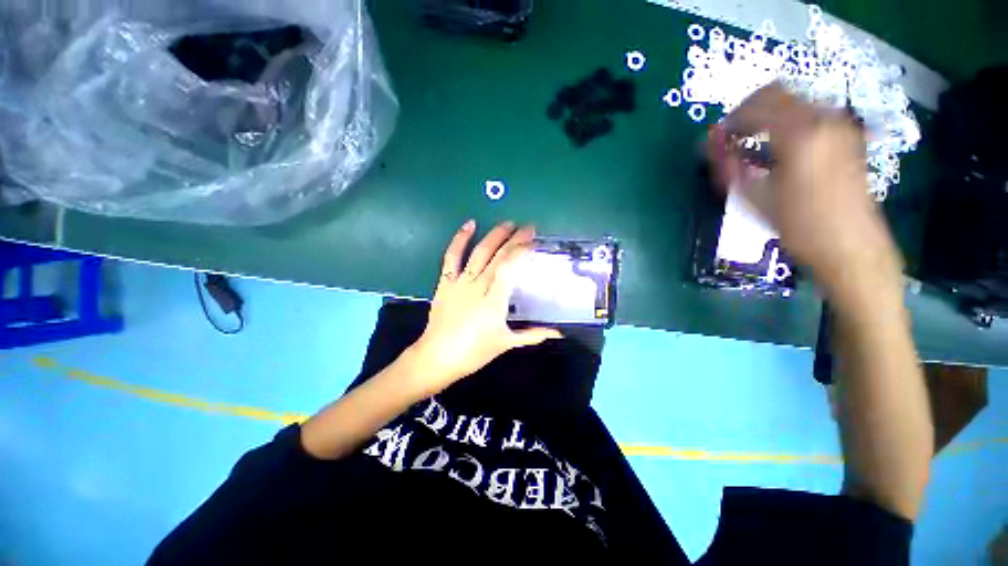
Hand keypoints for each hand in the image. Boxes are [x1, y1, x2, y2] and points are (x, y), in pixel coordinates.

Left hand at [405, 220, 562, 396]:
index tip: (534, 241)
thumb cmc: (474, 352)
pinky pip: (451, 257)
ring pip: (479, 252)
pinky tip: (469, 225)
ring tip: (507, 223)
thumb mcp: (506, 343)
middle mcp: (478, 286)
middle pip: (498, 256)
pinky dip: (459, 240)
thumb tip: (558, 332)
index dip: (522, 251)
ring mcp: (460, 282)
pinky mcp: (445, 282)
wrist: (438, 356)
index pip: (510, 267)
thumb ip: (533, 334)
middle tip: (529, 228)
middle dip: (514, 239)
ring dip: (494, 236)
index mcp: (494, 300)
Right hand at [707, 83, 902, 302]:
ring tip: (752, 145)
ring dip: (767, 116)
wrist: (850, 244)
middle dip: (747, 111)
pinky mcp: (846, 135)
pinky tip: (778, 149)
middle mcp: (822, 119)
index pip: (753, 107)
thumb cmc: (798, 226)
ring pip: (793, 101)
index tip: (715, 141)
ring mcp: (838, 124)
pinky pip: (809, 113)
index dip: (728, 122)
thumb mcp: (754, 198)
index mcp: (798, 134)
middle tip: (731, 137)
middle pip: (776, 93)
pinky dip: (787, 122)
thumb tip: (711, 145)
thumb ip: (729, 166)